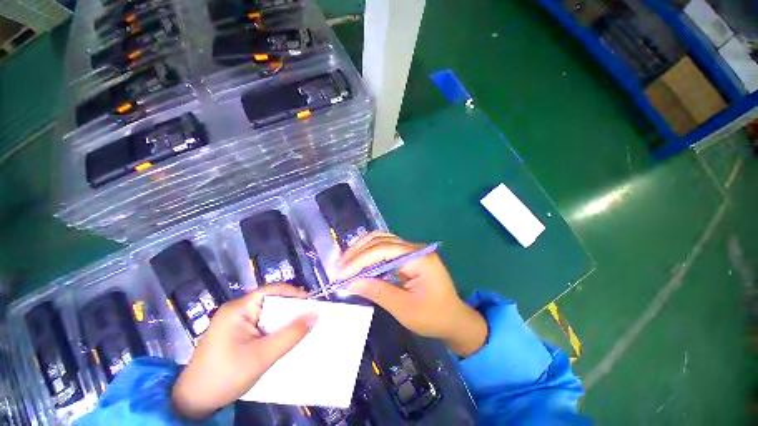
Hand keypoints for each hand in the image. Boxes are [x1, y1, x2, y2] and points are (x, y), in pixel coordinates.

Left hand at [172, 284, 316, 418]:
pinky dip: (273, 329)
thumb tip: (315, 315)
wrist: (193, 402)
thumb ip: (290, 335)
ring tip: (300, 327)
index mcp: (238, 309)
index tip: (311, 302)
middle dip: (290, 308)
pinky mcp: (234, 333)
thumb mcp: (262, 356)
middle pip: (270, 301)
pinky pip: (260, 324)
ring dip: (282, 320)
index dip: (293, 293)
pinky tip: (282, 338)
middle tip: (308, 317)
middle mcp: (236, 310)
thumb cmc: (226, 376)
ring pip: (266, 313)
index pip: (271, 290)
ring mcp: (233, 322)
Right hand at [335, 232, 486, 356]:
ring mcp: (411, 249)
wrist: (454, 318)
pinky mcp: (407, 255)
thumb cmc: (433, 317)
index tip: (341, 273)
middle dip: (357, 252)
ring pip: (381, 240)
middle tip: (338, 267)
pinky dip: (368, 252)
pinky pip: (384, 247)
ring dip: (361, 249)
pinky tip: (358, 260)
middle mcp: (415, 248)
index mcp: (419, 258)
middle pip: (381, 241)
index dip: (360, 260)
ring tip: (344, 262)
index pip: (383, 250)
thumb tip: (350, 283)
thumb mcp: (405, 309)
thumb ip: (378, 292)